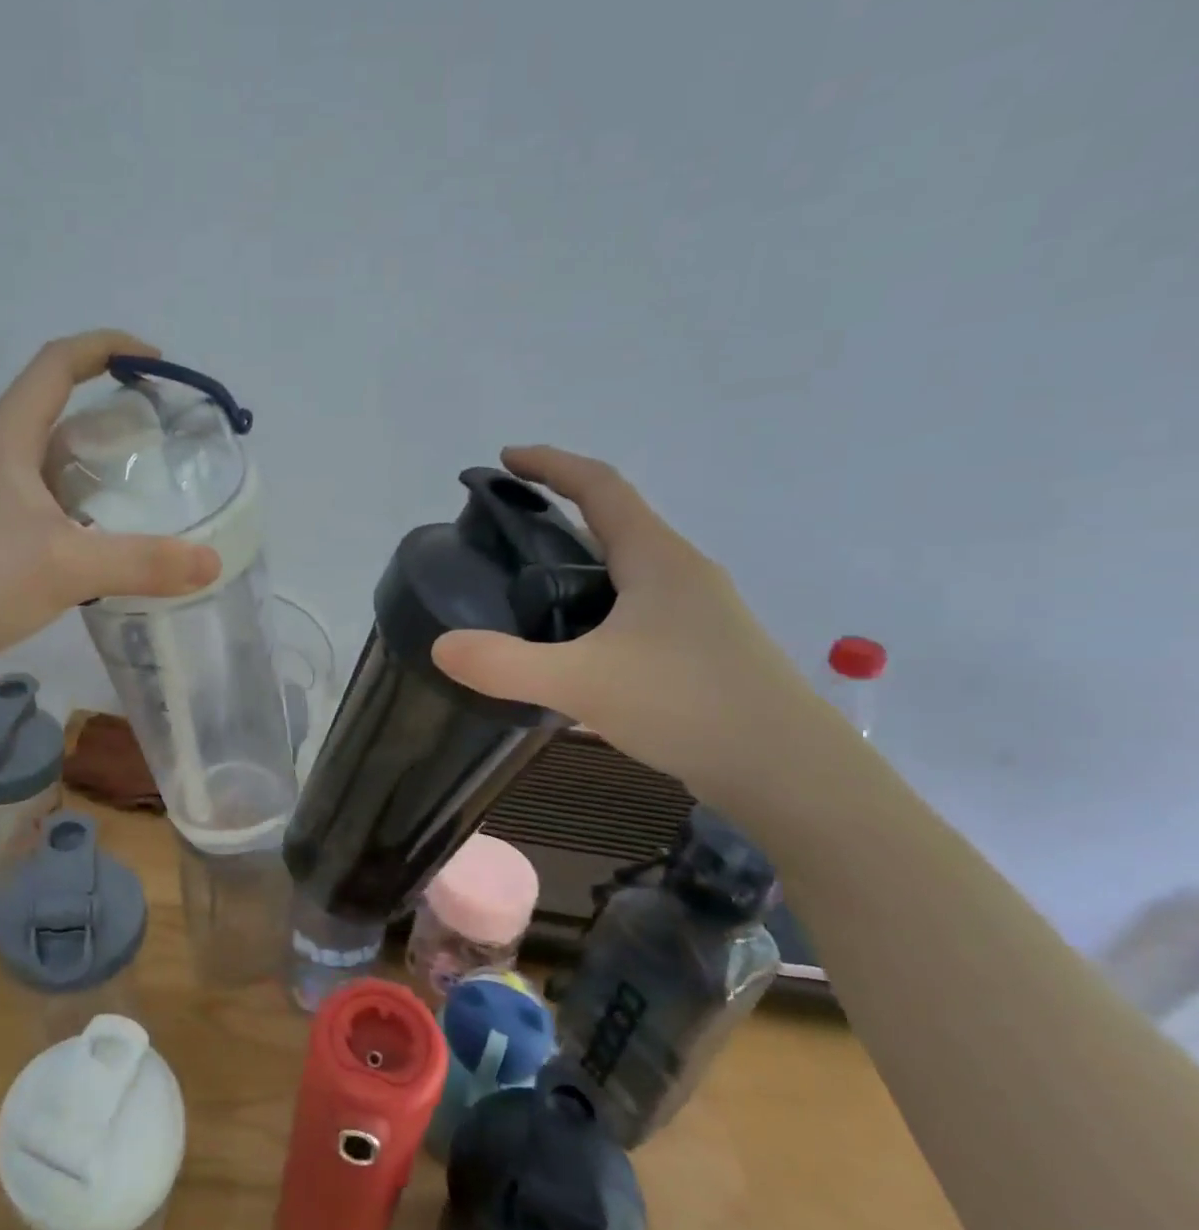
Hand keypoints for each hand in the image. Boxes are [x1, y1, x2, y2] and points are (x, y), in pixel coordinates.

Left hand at [0, 330, 219, 680]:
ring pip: (51, 467)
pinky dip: (80, 514)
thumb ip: (143, 562)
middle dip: (112, 419)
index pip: (58, 363)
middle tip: (163, 446)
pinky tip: (105, 547)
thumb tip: (213, 561)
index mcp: (6, 437)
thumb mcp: (67, 566)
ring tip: (146, 498)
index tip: (155, 363)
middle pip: (58, 414)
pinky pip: (44, 509)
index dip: (106, 348)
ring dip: (96, 472)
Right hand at [432, 446, 825, 798]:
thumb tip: (441, 646)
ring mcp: (699, 612)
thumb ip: (505, 664)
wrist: (787, 771)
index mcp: (657, 559)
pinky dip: (599, 602)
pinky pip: (639, 605)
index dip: (551, 464)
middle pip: (616, 521)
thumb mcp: (582, 683)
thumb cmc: (687, 705)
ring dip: (581, 559)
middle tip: (507, 528)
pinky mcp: (702, 648)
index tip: (506, 458)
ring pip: (629, 567)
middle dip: (561, 510)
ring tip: (531, 585)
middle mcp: (682, 572)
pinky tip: (577, 642)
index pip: (600, 487)